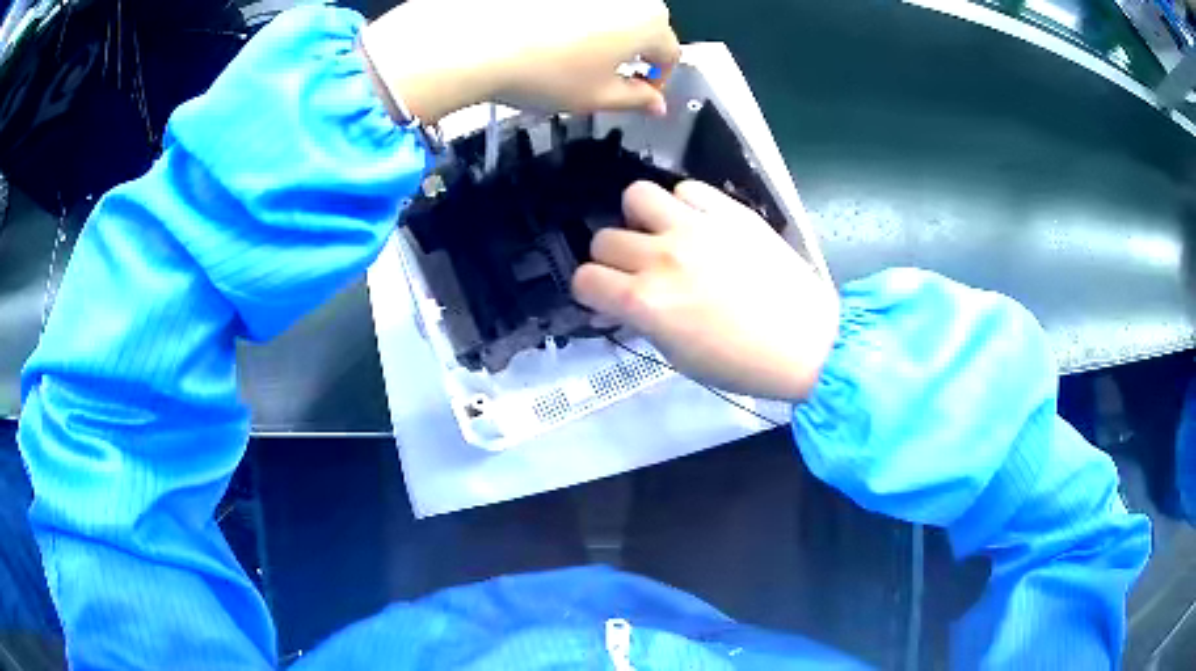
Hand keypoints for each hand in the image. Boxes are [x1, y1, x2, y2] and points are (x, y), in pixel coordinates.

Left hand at [361, 0, 679, 122]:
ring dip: (606, 34)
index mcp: (649, 23)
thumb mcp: (597, 98)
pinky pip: (582, 5)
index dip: (658, 80)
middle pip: (645, 27)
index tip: (641, 95)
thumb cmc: (543, 72)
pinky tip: (550, 36)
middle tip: (606, 77)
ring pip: (613, 12)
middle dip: (634, 53)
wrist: (476, 41)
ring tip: (572, 56)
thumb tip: (656, 104)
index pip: (669, 54)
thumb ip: (636, 100)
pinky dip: (576, 19)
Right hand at [572, 181, 839, 401]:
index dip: (591, 290)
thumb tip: (626, 301)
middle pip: (604, 238)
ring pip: (635, 196)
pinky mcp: (728, 210)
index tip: (607, 296)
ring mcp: (695, 227)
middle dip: (613, 258)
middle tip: (638, 270)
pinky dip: (683, 205)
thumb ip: (643, 319)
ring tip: (662, 234)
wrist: (808, 341)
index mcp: (645, 302)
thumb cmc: (743, 363)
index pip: (584, 278)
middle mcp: (661, 256)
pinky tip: (699, 225)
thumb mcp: (678, 355)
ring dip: (640, 218)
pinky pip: (685, 188)